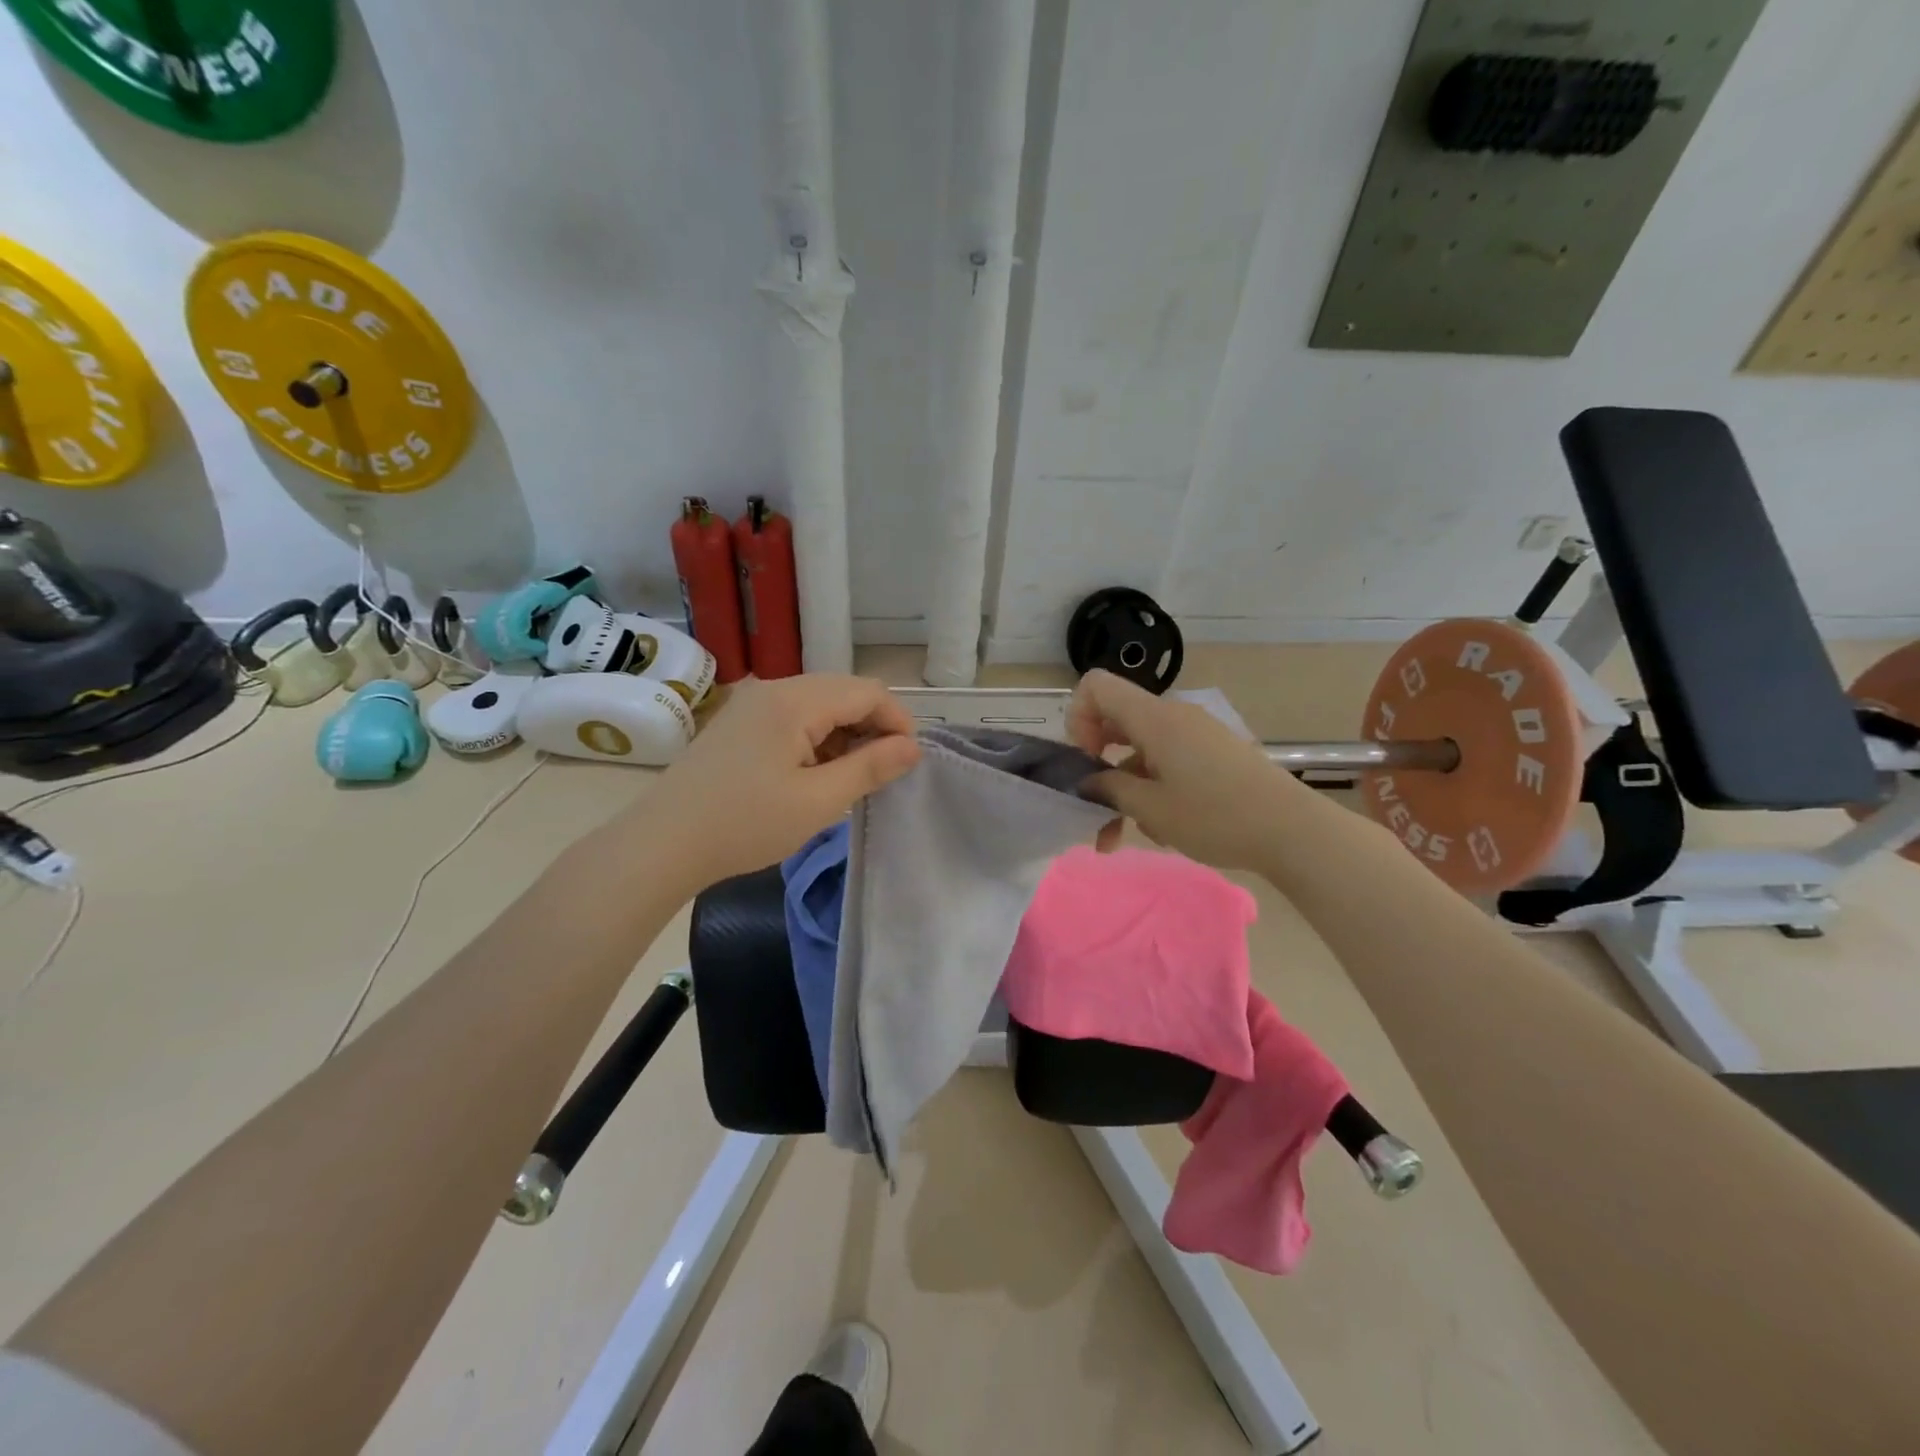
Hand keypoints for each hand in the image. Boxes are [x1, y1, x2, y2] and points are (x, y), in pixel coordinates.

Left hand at [640, 675, 921, 893]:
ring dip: (845, 735)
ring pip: (820, 705)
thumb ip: (870, 768)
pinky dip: (817, 739)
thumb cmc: (746, 824)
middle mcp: (773, 689)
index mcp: (795, 700)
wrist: (662, 843)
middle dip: (872, 728)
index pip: (867, 692)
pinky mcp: (740, 723)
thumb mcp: (818, 801)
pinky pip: (794, 718)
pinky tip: (814, 775)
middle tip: (880, 775)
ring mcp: (752, 704)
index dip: (897, 722)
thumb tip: (913, 747)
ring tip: (848, 780)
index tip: (907, 763)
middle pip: (844, 692)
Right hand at [1068, 669, 1298, 869]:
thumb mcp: (1151, 808)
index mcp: (1154, 718)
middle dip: (1097, 764)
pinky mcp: (1213, 753)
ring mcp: (1195, 733)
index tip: (1086, 761)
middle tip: (1094, 806)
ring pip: (1141, 750)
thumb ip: (1108, 789)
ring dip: (1124, 787)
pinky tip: (1161, 828)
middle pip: (1116, 721)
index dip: (1077, 718)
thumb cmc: (1215, 816)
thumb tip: (1087, 781)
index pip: (1096, 686)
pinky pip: (1167, 760)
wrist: (1292, 830)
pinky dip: (1152, 788)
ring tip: (1122, 837)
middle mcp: (1173, 715)